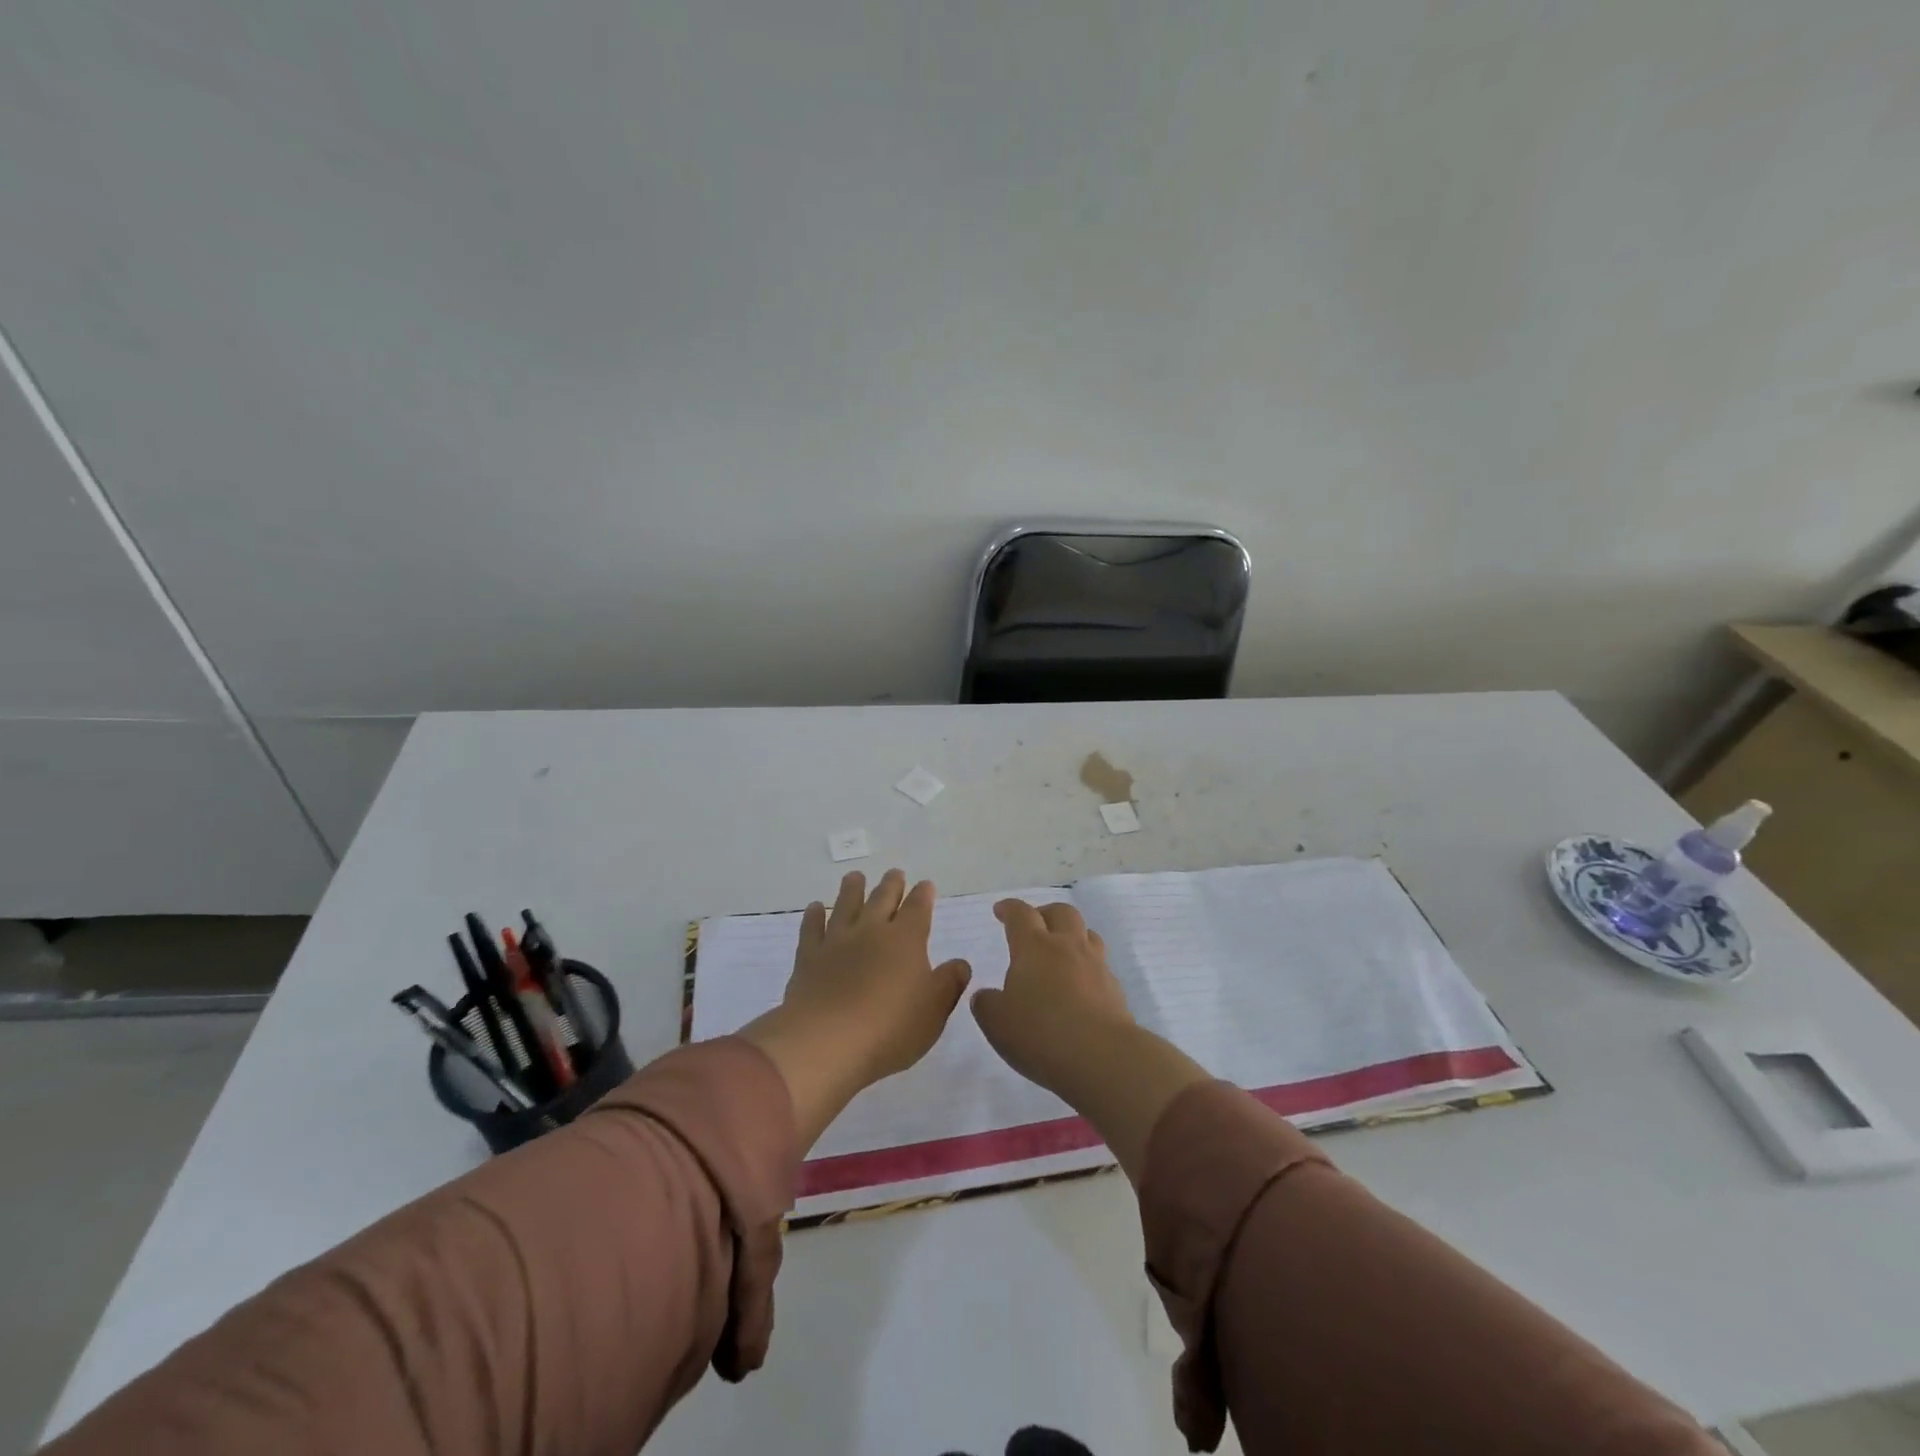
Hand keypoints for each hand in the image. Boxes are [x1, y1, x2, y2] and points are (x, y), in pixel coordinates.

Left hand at [741, 869, 971, 1147]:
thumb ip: (949, 983)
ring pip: (846, 905)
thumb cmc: (891, 1028)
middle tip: (895, 873)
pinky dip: (813, 916)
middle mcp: (871, 931)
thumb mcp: (934, 1010)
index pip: (918, 908)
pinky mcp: (808, 958)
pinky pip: (812, 929)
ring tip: (855, 876)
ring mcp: (837, 941)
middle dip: (891, 885)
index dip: (923, 895)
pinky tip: (815, 908)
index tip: (925, 884)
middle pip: (882, 899)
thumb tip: (961, 963)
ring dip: (852, 889)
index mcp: (906, 939)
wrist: (827, 1041)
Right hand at [972, 897, 1208, 1184]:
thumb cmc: (1040, 1034)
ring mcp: (1095, 966)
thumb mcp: (996, 1022)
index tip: (1001, 910)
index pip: (1021, 915)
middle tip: (1034, 925)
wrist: (1102, 1057)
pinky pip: (1100, 965)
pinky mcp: (1115, 989)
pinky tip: (1079, 986)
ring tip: (1060, 951)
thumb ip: (986, 1004)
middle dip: (1045, 913)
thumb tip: (987, 995)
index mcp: (1034, 947)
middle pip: (1061, 913)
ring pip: (1087, 934)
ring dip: (1072, 935)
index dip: (1009, 909)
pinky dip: (1087, 967)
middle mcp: (1067, 947)